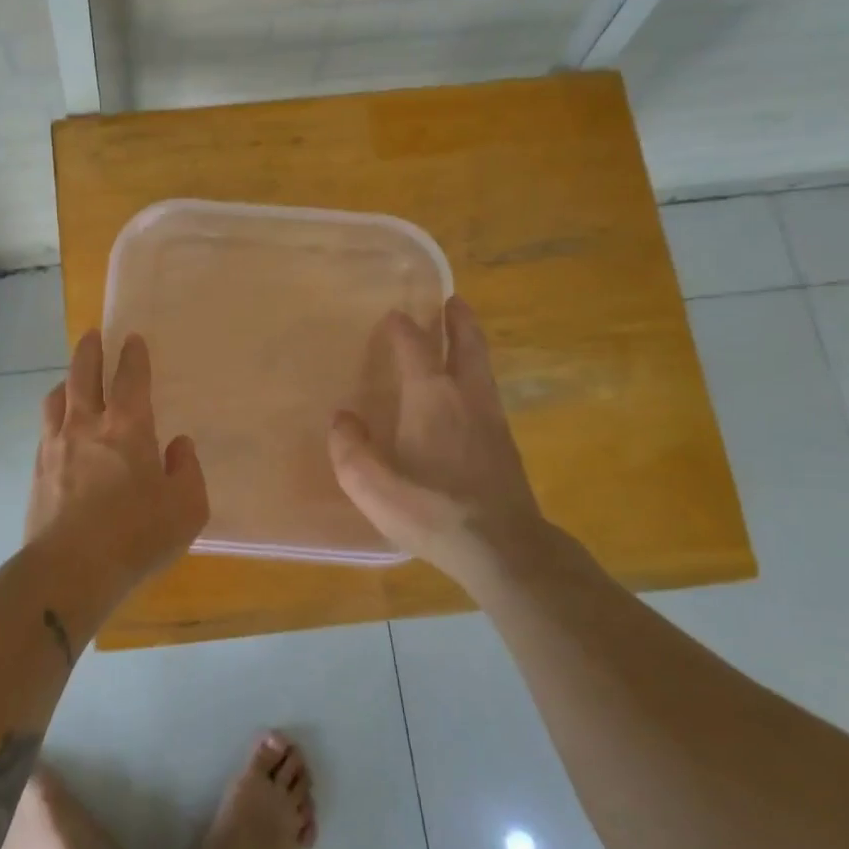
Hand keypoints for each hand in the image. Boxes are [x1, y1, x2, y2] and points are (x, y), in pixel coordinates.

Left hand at [24, 330, 208, 597]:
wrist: (70, 569)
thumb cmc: (137, 536)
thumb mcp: (186, 508)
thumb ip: (187, 470)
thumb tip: (178, 446)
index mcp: (128, 428)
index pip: (130, 379)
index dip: (133, 356)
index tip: (132, 339)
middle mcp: (87, 426)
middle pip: (84, 375)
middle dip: (90, 351)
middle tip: (91, 335)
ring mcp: (56, 446)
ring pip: (57, 398)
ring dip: (67, 380)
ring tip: (72, 378)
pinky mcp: (38, 470)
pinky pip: (45, 428)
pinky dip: (54, 414)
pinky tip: (58, 426)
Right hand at [328, 297, 562, 591]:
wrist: (503, 548)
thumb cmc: (431, 510)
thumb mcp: (370, 484)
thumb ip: (349, 448)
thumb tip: (343, 419)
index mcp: (431, 398)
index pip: (416, 348)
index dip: (403, 328)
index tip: (393, 315)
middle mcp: (466, 398)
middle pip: (467, 346)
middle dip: (459, 320)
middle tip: (453, 301)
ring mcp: (492, 420)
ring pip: (483, 368)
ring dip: (472, 345)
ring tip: (462, 336)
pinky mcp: (505, 446)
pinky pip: (488, 393)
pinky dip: (477, 376)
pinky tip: (469, 395)